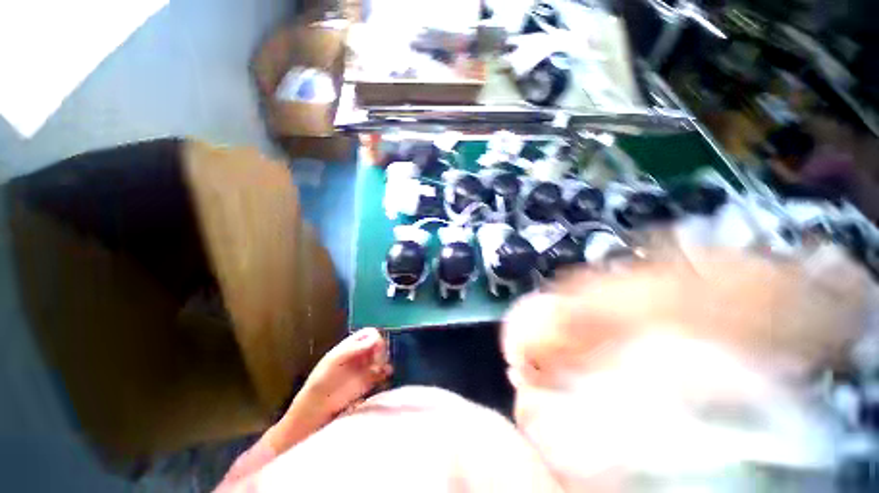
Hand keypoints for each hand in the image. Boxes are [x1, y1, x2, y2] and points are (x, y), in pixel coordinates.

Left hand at [267, 328, 391, 451]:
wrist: (315, 408)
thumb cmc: (320, 381)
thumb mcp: (333, 361)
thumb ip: (353, 349)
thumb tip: (375, 339)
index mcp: (350, 345)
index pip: (369, 333)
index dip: (375, 338)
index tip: (376, 349)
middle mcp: (360, 353)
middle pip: (378, 343)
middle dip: (382, 349)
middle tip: (379, 362)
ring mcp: (365, 367)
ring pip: (382, 356)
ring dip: (385, 360)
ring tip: (382, 370)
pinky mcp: (368, 381)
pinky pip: (382, 372)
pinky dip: (386, 371)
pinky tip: (386, 375)